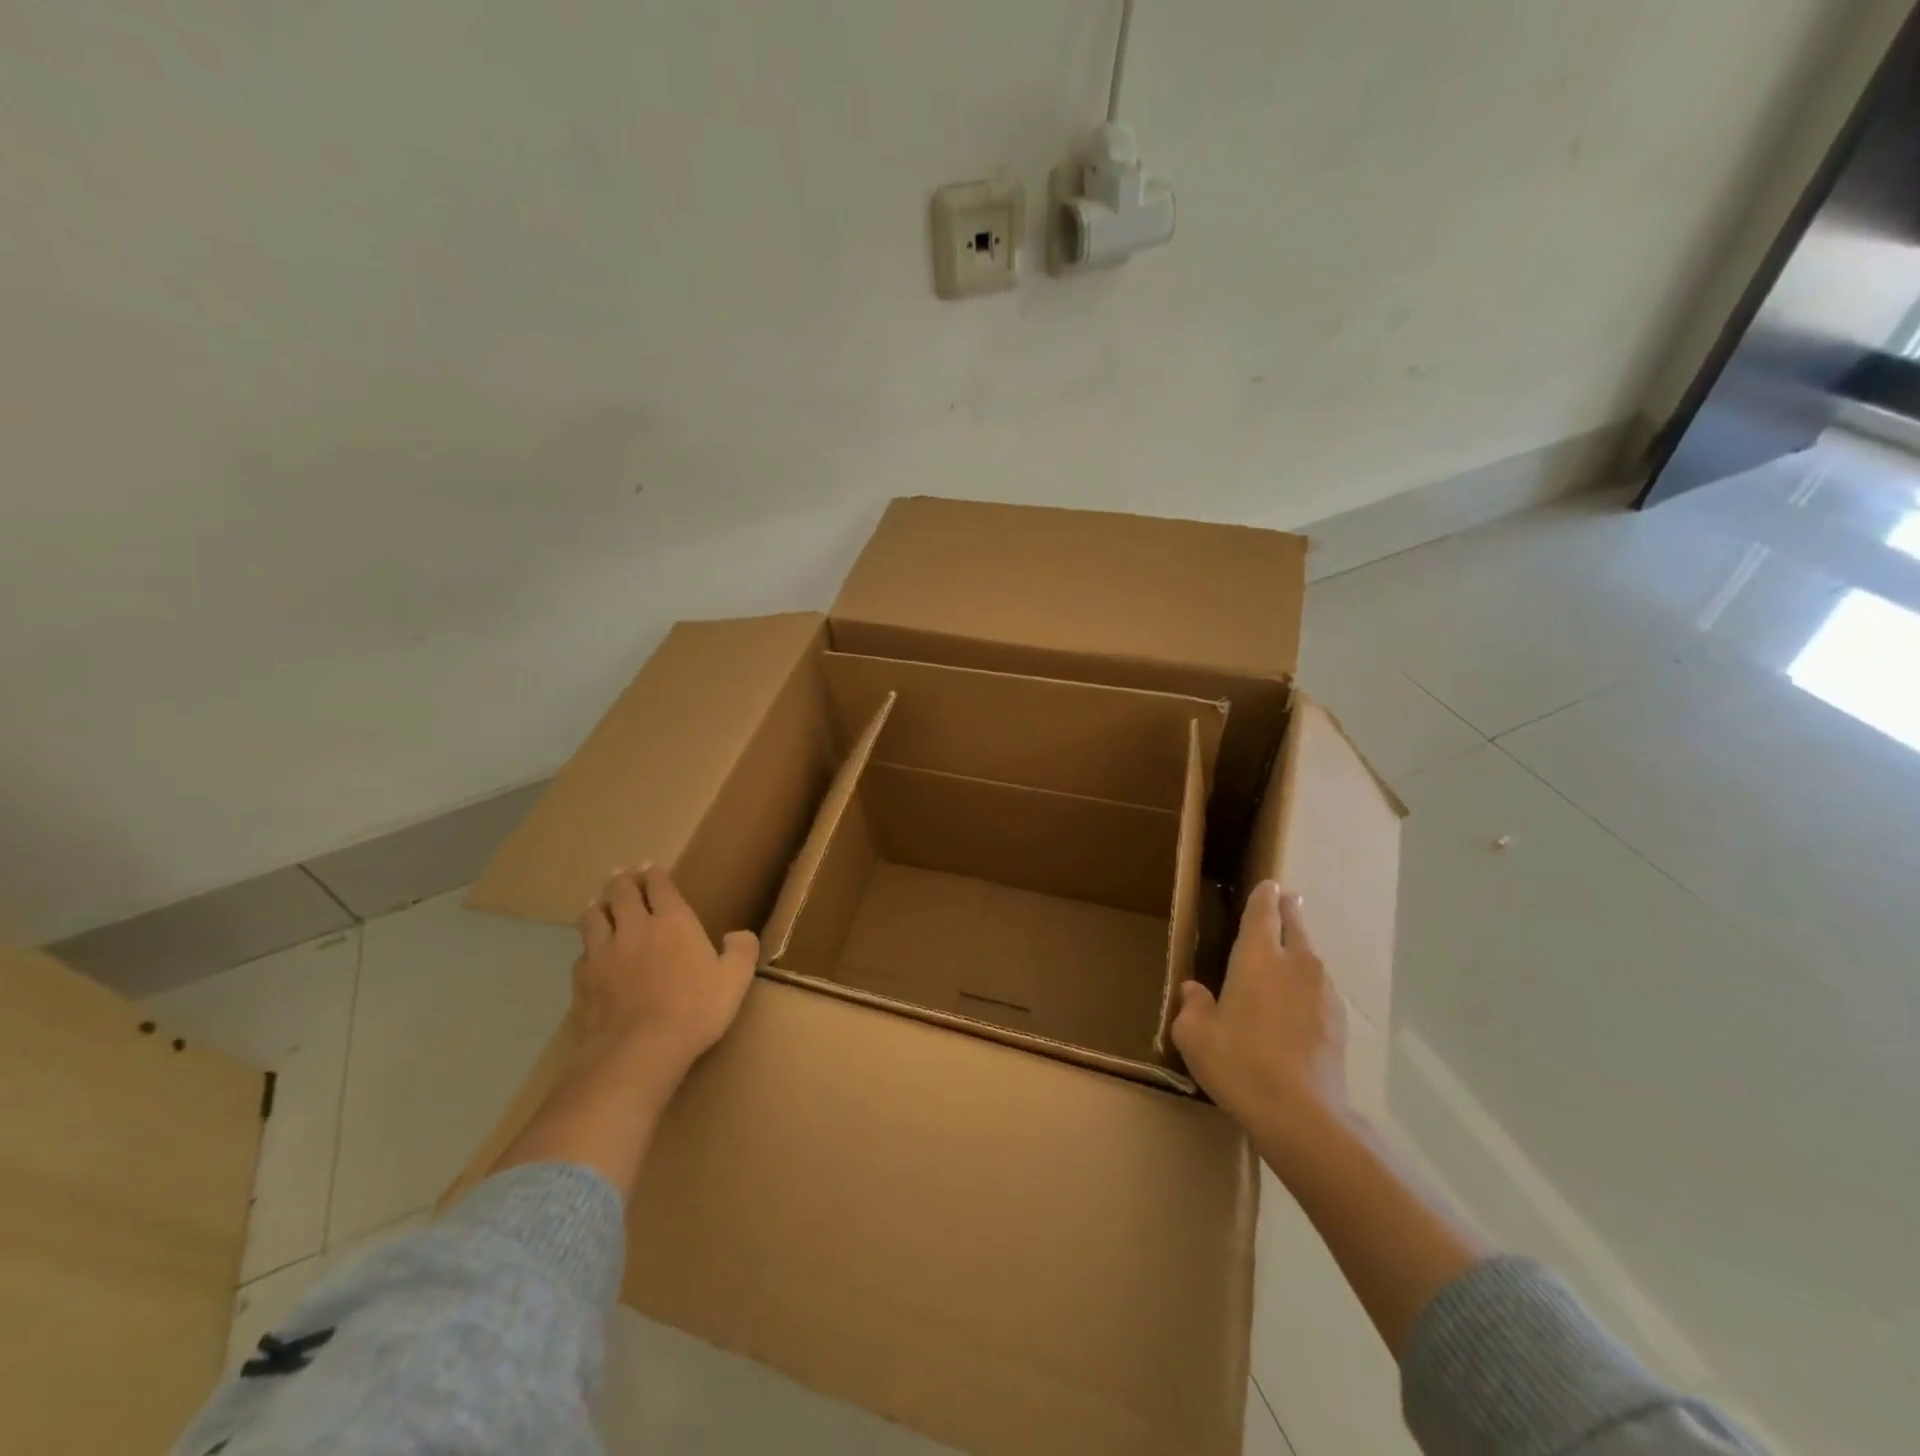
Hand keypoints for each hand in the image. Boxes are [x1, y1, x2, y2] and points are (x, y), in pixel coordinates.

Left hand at [573, 865, 758, 1080]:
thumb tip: (738, 935)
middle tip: (621, 873)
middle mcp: (634, 928)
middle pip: (621, 894)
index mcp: (673, 922)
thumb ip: (741, 952)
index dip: (655, 874)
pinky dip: (586, 947)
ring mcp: (603, 954)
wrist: (637, 1051)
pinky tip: (588, 952)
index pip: (659, 887)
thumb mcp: (735, 980)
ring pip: (593, 918)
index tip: (650, 865)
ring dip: (597, 905)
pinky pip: (582, 954)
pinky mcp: (583, 981)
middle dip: (622, 880)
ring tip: (597, 902)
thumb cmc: (694, 1010)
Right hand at [1171, 882, 1348, 1154]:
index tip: (1269, 885)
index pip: (1263, 912)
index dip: (1265, 896)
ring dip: (1301, 950)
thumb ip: (1193, 1006)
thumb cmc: (1239, 1064)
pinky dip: (1309, 986)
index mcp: (1257, 958)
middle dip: (1289, 910)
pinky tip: (1297, 1006)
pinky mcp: (1338, 1021)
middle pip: (1295, 926)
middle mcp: (1295, 964)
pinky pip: (1320, 990)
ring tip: (1288, 956)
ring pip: (1311, 958)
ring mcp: (1322, 992)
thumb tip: (1194, 991)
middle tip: (1287, 900)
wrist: (1302, 1115)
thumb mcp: (1195, 1036)